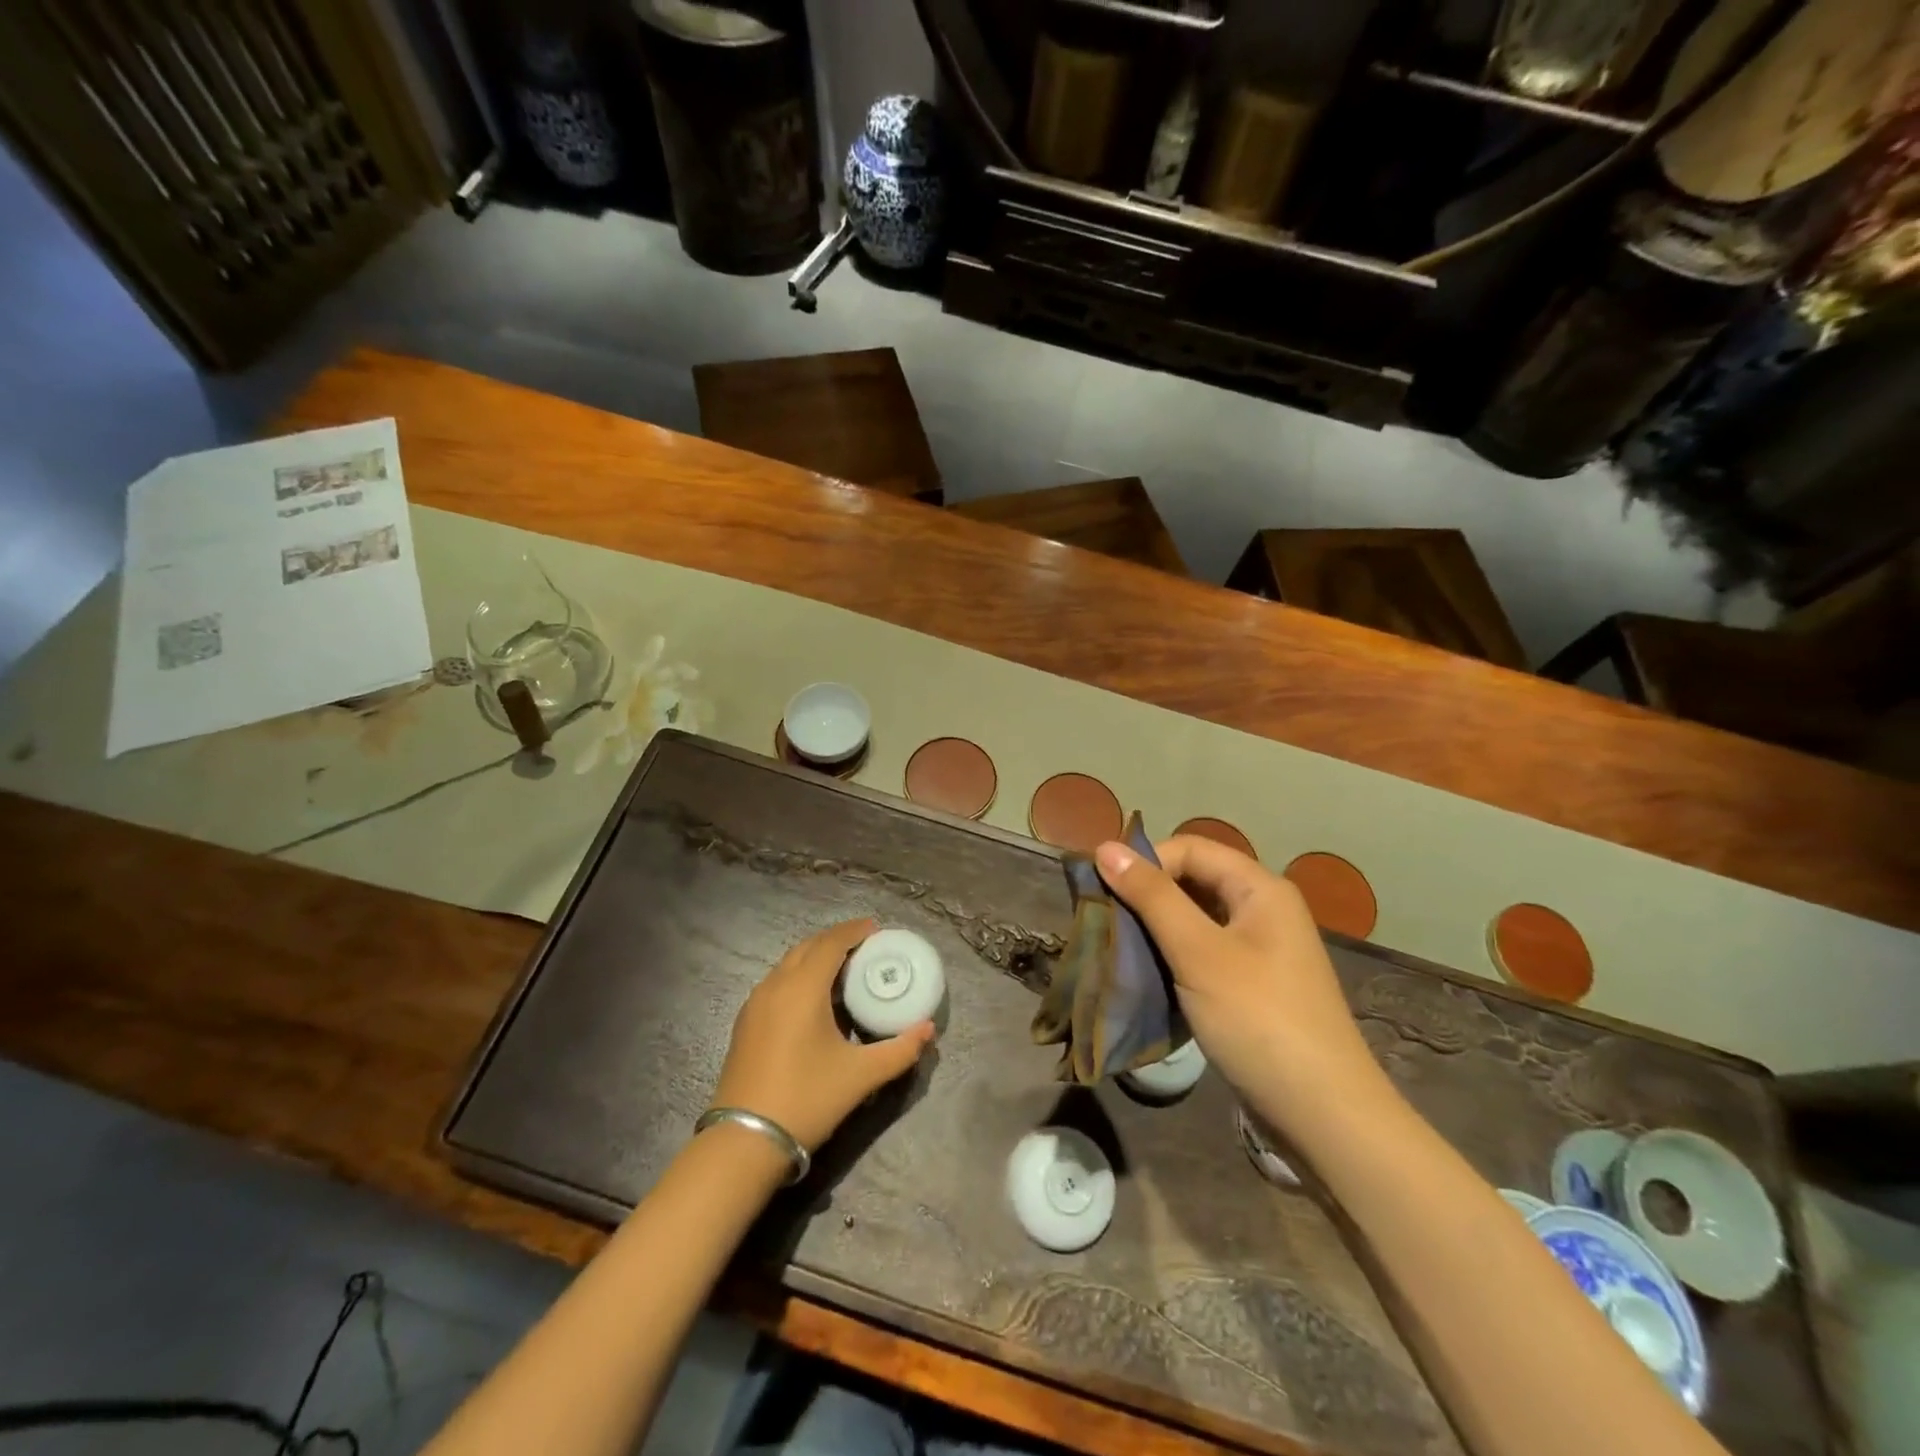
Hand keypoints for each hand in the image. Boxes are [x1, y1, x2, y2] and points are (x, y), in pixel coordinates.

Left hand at [711, 918, 934, 1153]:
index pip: (831, 943)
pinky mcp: (745, 1024)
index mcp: (803, 988)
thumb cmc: (806, 1098)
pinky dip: (798, 977)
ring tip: (842, 971)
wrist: (744, 1141)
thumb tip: (928, 1030)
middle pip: (808, 947)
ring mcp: (755, 1004)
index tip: (875, 929)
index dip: (854, 931)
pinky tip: (813, 1001)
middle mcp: (776, 986)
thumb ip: (899, 1050)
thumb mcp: (860, 1076)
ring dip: (815, 958)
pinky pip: (776, 983)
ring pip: (788, 964)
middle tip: (863, 948)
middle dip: (835, 941)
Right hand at [1094, 836, 1382, 1135]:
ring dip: (1156, 928)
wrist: (1324, 1116)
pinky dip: (1173, 956)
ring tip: (1118, 949)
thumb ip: (1152, 897)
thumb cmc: (1259, 1021)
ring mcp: (1260, 950)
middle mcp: (1263, 909)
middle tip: (1105, 922)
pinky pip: (1203, 952)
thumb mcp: (1199, 953)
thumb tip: (1105, 847)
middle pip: (1193, 880)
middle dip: (1147, 896)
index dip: (1145, 862)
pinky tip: (1148, 976)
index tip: (1102, 892)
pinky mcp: (1252, 985)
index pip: (1190, 848)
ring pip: (1195, 918)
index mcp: (1260, 888)